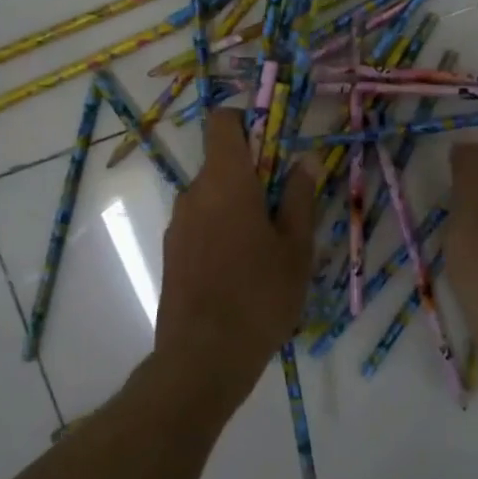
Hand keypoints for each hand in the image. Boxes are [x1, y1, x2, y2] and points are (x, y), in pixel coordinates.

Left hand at [156, 110, 316, 409]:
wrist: (202, 357)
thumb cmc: (260, 295)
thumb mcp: (296, 247)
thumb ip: (300, 197)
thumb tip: (306, 159)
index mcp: (226, 181)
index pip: (223, 122)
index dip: (247, 121)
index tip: (275, 145)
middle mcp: (194, 192)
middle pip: (222, 162)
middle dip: (254, 174)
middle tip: (287, 208)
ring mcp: (178, 224)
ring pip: (213, 196)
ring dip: (239, 206)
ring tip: (269, 247)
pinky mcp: (172, 252)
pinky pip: (201, 223)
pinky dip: (222, 230)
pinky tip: (243, 270)